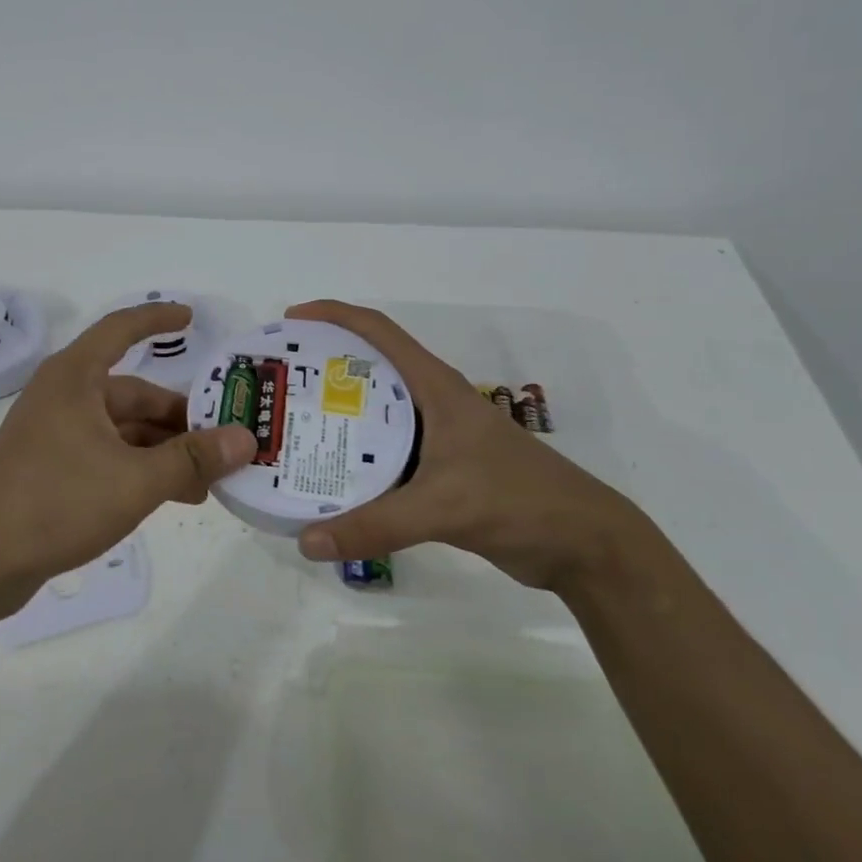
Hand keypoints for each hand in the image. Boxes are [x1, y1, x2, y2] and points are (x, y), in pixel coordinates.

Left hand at [0, 302, 256, 615]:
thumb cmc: (55, 500)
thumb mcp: (134, 479)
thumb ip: (192, 458)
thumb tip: (246, 438)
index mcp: (76, 378)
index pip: (121, 329)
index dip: (157, 319)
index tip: (191, 318)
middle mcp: (64, 397)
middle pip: (133, 394)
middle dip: (179, 419)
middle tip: (223, 441)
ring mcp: (55, 434)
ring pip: (123, 431)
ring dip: (163, 450)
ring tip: (206, 480)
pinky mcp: (50, 469)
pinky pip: (108, 456)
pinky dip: (139, 469)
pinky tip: (170, 496)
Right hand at [284, 300, 642, 591]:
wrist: (583, 545)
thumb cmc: (519, 501)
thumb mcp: (443, 507)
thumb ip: (375, 525)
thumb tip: (306, 541)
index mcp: (435, 387)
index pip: (378, 331)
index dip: (333, 316)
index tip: (291, 322)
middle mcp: (432, 403)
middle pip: (369, 369)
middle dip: (322, 368)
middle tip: (279, 386)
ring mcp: (438, 437)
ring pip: (375, 415)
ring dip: (336, 417)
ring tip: (291, 430)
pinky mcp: (441, 471)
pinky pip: (385, 454)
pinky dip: (355, 458)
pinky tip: (328, 479)